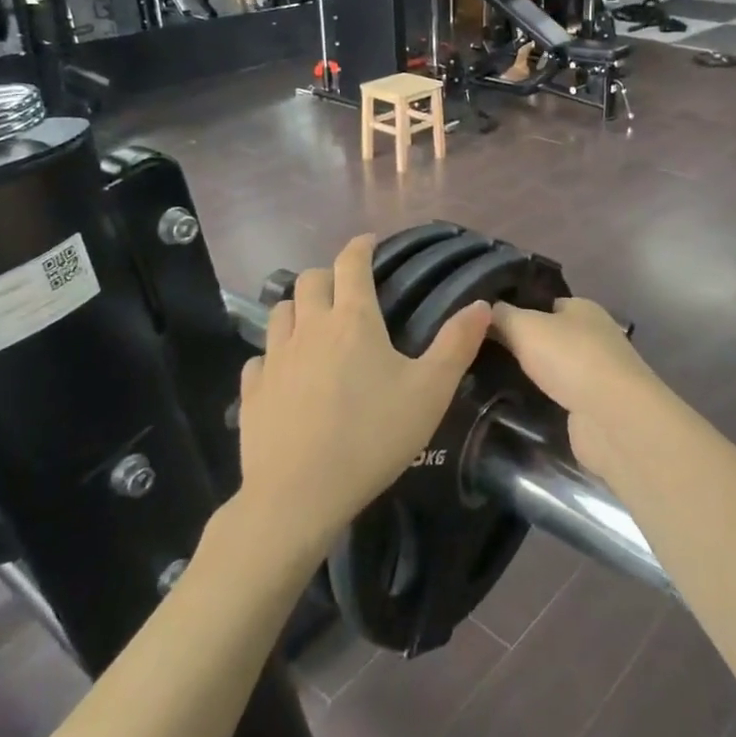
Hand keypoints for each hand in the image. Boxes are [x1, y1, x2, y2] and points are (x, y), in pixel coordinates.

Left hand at [239, 235, 490, 553]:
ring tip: (314, 322)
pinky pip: (260, 357)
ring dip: (298, 307)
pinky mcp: (253, 390)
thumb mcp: (430, 392)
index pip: (351, 263)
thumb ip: (457, 344)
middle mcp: (310, 327)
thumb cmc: (372, 437)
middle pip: (311, 280)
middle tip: (345, 288)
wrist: (299, 494)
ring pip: (281, 311)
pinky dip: (274, 353)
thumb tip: (482, 304)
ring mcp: (275, 357)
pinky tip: (284, 371)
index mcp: (353, 320)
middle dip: (328, 274)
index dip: (360, 246)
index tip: (369, 241)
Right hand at [491, 299, 671, 481]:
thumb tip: (486, 309)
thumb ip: (502, 316)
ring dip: (531, 377)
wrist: (611, 419)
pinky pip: (559, 399)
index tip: (485, 325)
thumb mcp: (525, 326)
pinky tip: (513, 406)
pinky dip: (542, 403)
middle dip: (522, 347)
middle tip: (481, 354)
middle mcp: (594, 337)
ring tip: (487, 381)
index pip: (546, 304)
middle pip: (550, 337)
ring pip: (554, 370)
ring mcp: (596, 375)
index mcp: (583, 308)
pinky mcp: (593, 410)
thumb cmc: (570, 358)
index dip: (518, 311)